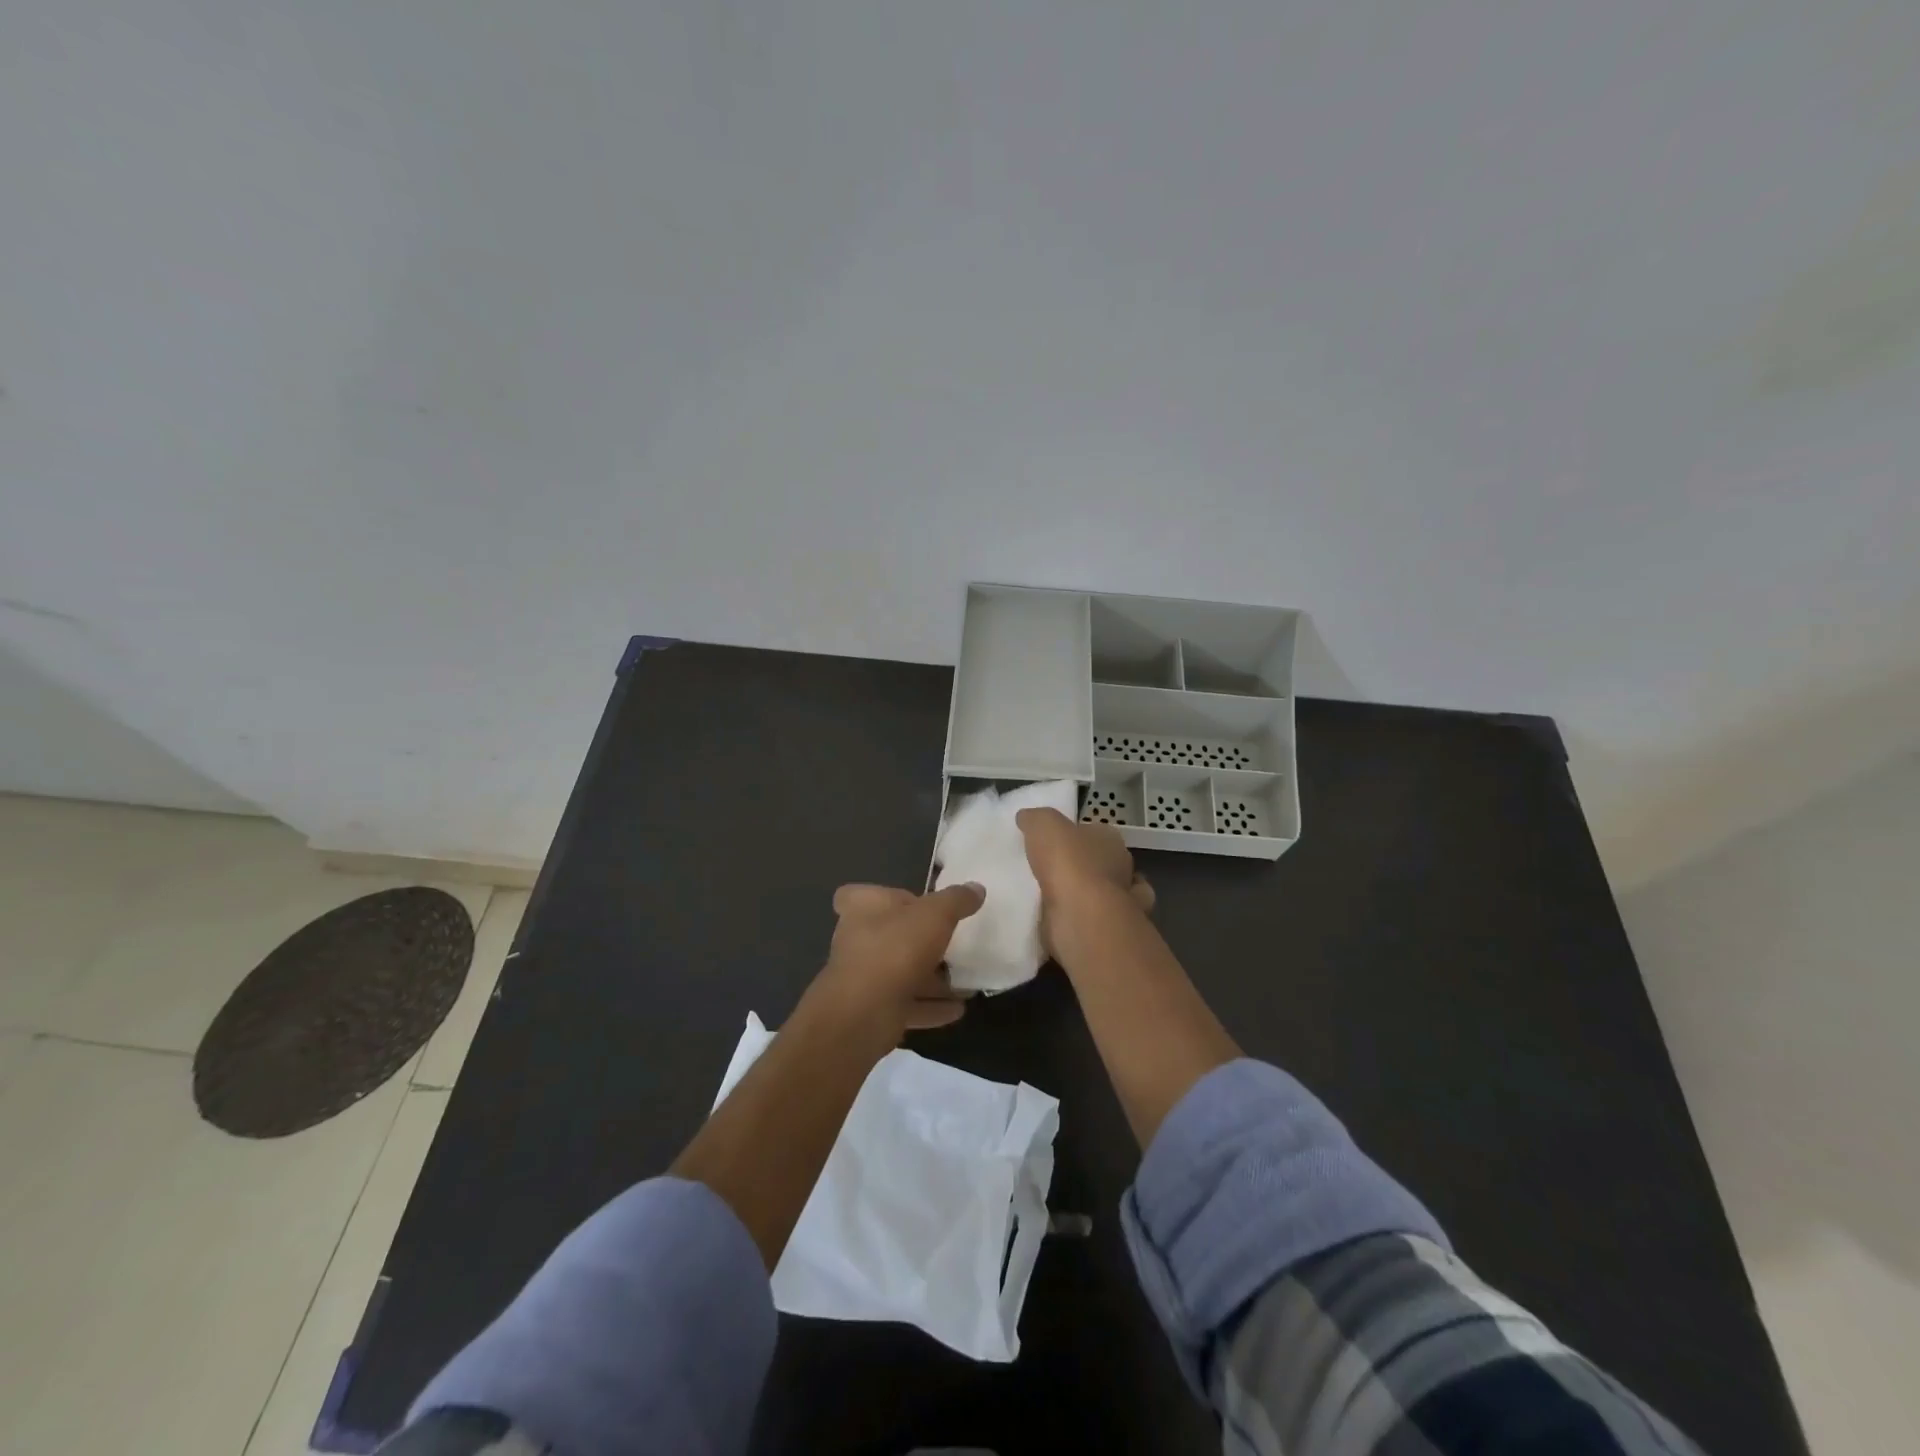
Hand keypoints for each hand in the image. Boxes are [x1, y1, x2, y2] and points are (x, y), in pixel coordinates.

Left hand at [807, 882, 985, 1040]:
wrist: (864, 1014)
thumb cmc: (896, 949)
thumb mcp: (936, 914)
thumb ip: (956, 900)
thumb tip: (976, 888)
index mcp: (863, 908)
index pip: (859, 894)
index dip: (883, 897)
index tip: (911, 903)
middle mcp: (857, 939)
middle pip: (888, 934)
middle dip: (919, 941)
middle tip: (950, 944)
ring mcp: (864, 977)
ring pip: (900, 972)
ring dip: (930, 979)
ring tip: (963, 982)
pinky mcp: (873, 1010)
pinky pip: (907, 1004)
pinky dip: (931, 1007)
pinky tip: (958, 1009)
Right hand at [1015, 808, 1154, 957]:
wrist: (1080, 917)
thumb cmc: (1067, 863)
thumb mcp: (1043, 824)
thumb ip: (1035, 819)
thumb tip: (1026, 818)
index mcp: (1111, 840)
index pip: (1096, 833)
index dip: (1076, 836)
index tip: (1055, 842)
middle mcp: (1121, 870)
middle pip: (1101, 864)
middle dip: (1083, 867)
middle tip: (1050, 870)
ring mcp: (1119, 904)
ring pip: (1102, 895)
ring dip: (1083, 896)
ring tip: (1050, 898)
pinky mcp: (1106, 932)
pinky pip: (1090, 922)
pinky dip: (1078, 920)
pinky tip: (1056, 920)